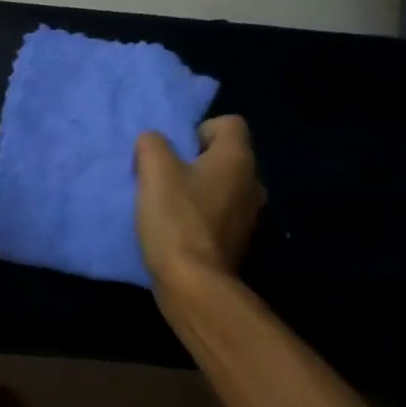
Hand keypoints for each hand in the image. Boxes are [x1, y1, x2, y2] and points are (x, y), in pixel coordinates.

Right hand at [134, 116, 263, 290]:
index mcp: (237, 158)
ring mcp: (250, 215)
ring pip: (222, 187)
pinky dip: (202, 216)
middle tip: (165, 178)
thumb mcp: (154, 171)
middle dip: (195, 162)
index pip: (229, 123)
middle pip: (224, 156)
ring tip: (169, 206)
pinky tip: (178, 230)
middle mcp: (253, 182)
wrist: (194, 283)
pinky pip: (220, 214)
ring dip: (198, 190)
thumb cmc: (176, 219)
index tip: (174, 152)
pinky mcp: (239, 241)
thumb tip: (154, 143)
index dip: (198, 130)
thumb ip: (152, 144)